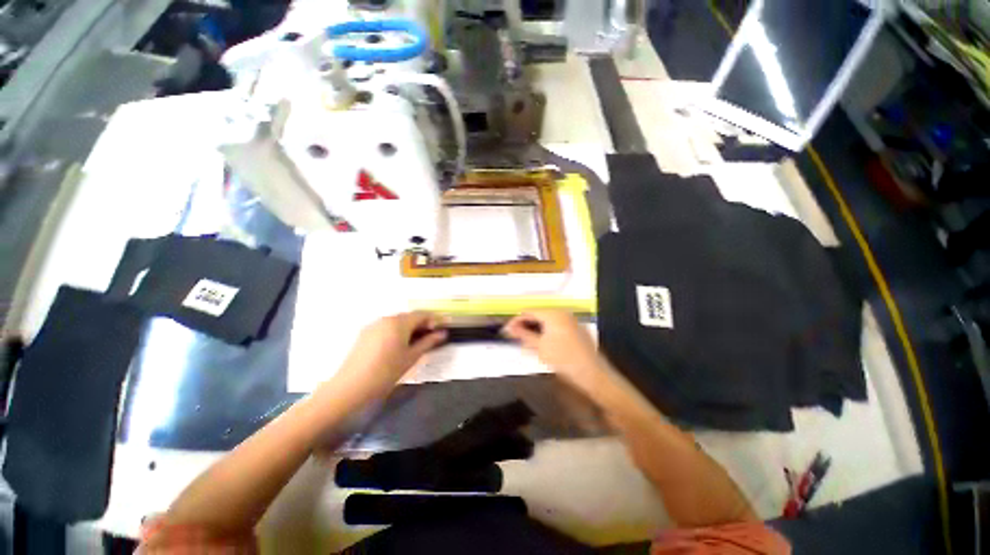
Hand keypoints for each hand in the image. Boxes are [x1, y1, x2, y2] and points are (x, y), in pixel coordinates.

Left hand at [333, 312, 446, 397]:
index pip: (422, 314)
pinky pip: (386, 327)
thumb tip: (442, 333)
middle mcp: (386, 318)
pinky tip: (398, 346)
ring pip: (397, 322)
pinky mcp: (365, 333)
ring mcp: (374, 325)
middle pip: (409, 316)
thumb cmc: (386, 372)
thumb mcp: (411, 357)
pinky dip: (397, 332)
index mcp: (399, 322)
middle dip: (422, 324)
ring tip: (416, 343)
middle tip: (432, 337)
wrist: (351, 387)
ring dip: (410, 328)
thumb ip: (428, 342)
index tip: (443, 328)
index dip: (435, 319)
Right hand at [502, 310, 610, 392]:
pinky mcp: (577, 329)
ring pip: (547, 320)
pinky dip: (547, 330)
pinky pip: (557, 325)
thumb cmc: (562, 358)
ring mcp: (571, 320)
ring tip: (526, 340)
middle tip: (515, 336)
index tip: (506, 331)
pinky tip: (543, 341)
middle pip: (538, 314)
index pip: (529, 311)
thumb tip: (509, 328)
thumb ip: (523, 334)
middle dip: (526, 324)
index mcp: (552, 313)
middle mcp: (562, 312)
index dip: (516, 320)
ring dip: (535, 328)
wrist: (592, 373)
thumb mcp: (539, 346)